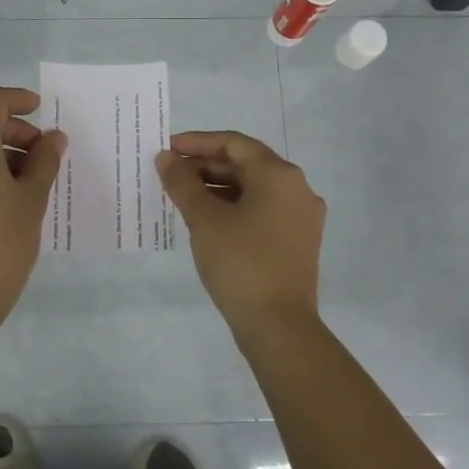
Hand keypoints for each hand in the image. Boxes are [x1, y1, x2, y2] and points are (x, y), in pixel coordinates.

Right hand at [157, 130, 325, 339]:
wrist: (279, 326)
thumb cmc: (240, 263)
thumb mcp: (204, 220)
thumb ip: (183, 183)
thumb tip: (166, 158)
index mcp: (279, 175)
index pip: (234, 144)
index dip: (198, 142)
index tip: (168, 148)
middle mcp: (297, 189)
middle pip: (246, 164)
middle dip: (206, 165)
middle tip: (170, 172)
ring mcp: (301, 216)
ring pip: (254, 188)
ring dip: (218, 186)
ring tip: (182, 194)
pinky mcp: (298, 241)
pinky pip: (262, 209)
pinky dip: (234, 206)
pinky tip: (207, 218)